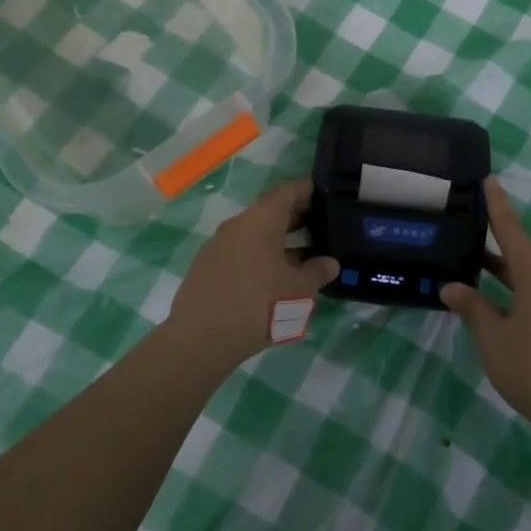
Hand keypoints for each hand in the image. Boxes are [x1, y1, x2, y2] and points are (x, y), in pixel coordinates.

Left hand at [163, 179, 338, 375]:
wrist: (200, 340)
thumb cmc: (258, 305)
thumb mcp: (298, 290)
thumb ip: (317, 272)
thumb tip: (330, 263)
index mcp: (260, 220)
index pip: (287, 191)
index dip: (308, 190)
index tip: (326, 195)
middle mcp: (237, 225)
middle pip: (270, 212)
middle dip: (297, 219)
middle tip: (322, 228)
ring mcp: (218, 246)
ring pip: (255, 235)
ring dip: (279, 243)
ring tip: (304, 258)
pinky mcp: (207, 268)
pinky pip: (241, 253)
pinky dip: (261, 258)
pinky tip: (274, 281)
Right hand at [441, 178, 530, 435]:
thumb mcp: (493, 338)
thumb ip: (472, 308)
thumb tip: (451, 286)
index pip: (511, 229)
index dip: (497, 204)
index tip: (490, 179)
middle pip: (522, 254)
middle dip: (495, 246)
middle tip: (469, 235)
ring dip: (507, 274)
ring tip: (479, 274)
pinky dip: (522, 293)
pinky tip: (506, 309)